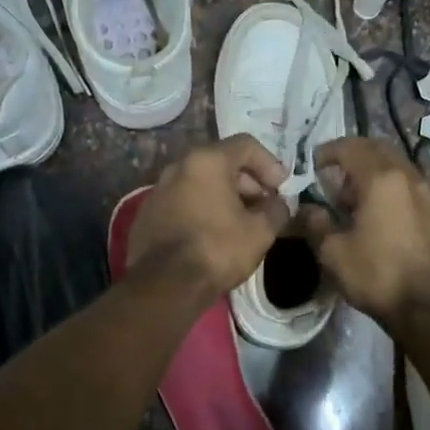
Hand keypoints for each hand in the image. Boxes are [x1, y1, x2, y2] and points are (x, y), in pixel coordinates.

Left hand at [128, 135, 291, 304]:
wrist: (164, 284)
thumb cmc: (217, 249)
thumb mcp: (260, 231)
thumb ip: (276, 209)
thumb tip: (279, 204)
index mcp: (206, 160)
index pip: (246, 145)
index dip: (270, 164)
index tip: (281, 189)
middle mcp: (178, 165)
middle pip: (221, 162)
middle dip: (248, 182)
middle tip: (264, 207)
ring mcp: (159, 189)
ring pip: (201, 182)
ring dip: (225, 196)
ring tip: (242, 223)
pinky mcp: (148, 213)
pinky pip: (183, 201)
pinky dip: (203, 209)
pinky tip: (213, 235)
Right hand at [298, 137, 429, 324]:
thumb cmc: (379, 277)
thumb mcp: (333, 254)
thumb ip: (316, 224)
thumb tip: (308, 209)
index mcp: (381, 180)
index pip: (351, 147)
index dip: (328, 151)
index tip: (314, 164)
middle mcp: (412, 179)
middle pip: (381, 151)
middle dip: (357, 157)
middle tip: (339, 179)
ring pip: (404, 171)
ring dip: (381, 177)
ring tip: (366, 203)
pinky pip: (422, 196)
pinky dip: (402, 198)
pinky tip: (395, 223)